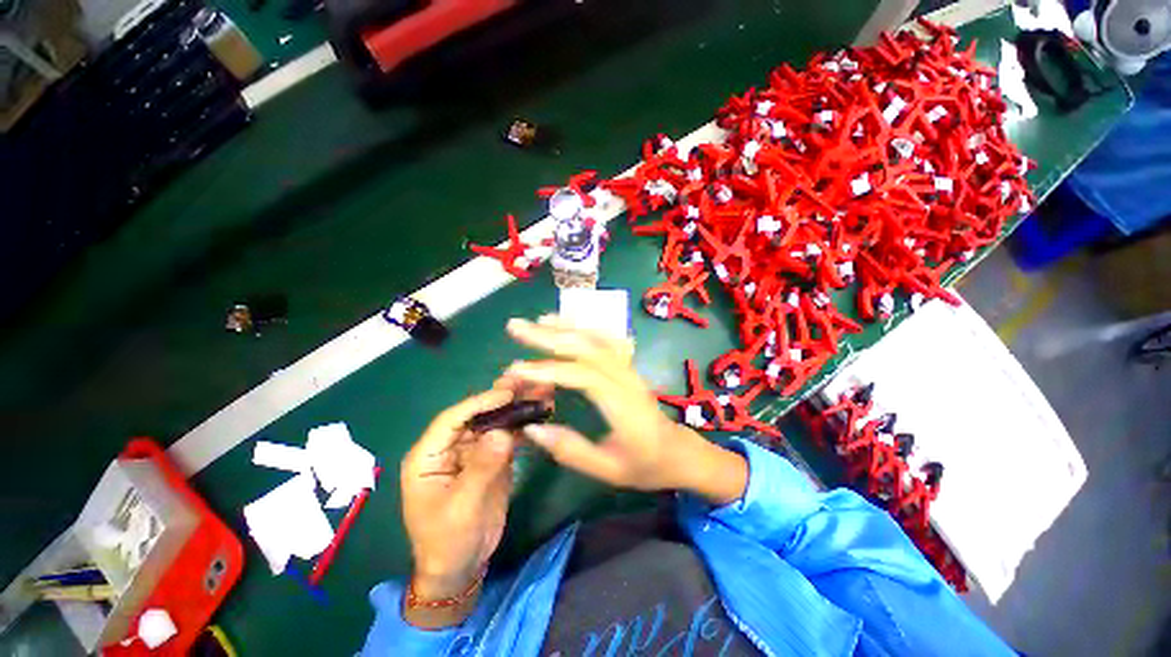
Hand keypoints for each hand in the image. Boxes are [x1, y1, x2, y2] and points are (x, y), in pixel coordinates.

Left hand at [399, 389, 516, 626]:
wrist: (463, 566)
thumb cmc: (449, 541)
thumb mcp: (462, 508)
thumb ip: (481, 468)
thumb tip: (502, 433)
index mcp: (428, 456)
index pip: (453, 419)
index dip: (479, 402)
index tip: (507, 394)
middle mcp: (450, 447)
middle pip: (477, 414)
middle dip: (501, 396)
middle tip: (526, 377)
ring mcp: (473, 451)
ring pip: (495, 421)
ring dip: (516, 406)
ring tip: (538, 388)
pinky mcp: (491, 458)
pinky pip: (507, 435)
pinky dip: (523, 424)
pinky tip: (540, 412)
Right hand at [504, 316, 747, 504]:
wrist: (678, 452)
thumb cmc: (645, 464)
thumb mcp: (608, 470)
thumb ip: (570, 450)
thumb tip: (532, 427)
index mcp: (621, 404)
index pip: (581, 376)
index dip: (548, 370)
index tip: (516, 369)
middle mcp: (625, 378)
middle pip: (586, 347)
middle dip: (548, 336)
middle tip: (516, 327)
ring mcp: (628, 367)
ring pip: (595, 337)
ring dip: (565, 326)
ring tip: (538, 320)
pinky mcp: (627, 365)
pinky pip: (606, 339)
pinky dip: (585, 327)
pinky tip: (569, 324)